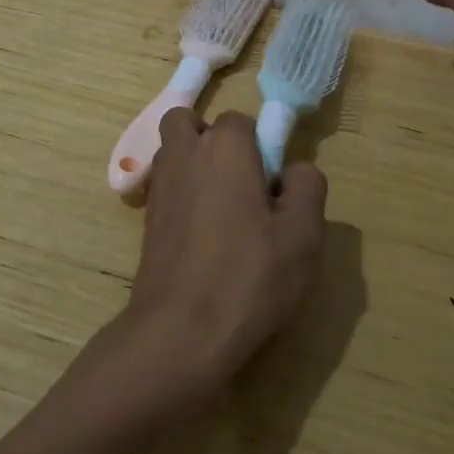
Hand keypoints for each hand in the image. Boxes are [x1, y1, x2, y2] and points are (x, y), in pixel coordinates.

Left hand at [117, 108, 326, 414]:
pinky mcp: (146, 219)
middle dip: (213, 140)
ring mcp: (159, 186)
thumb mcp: (302, 235)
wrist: (179, 332)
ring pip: (173, 152)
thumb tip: (295, 170)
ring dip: (193, 164)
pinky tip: (202, 235)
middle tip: (240, 183)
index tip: (274, 186)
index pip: (241, 120)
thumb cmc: (248, 277)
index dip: (260, 146)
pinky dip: (181, 195)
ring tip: (222, 209)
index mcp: (224, 147)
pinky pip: (165, 187)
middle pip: (191, 123)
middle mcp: (184, 154)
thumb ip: (307, 187)